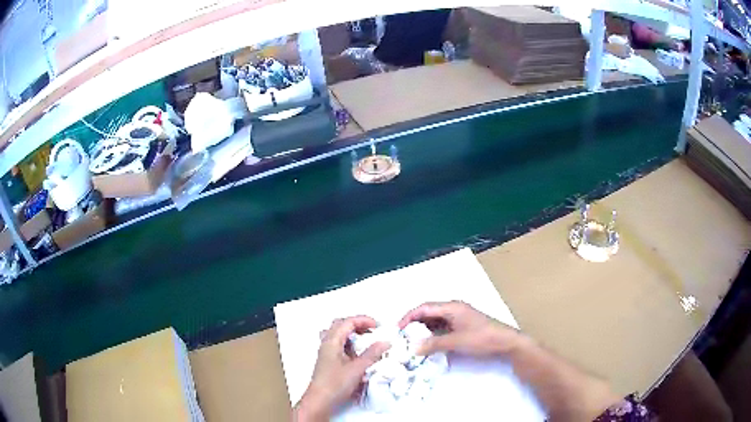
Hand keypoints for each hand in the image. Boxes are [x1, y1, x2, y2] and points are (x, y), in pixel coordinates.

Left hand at [294, 316, 389, 420]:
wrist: (320, 400)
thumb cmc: (336, 384)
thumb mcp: (358, 368)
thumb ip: (372, 354)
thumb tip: (385, 342)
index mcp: (332, 341)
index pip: (347, 322)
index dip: (363, 320)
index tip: (378, 326)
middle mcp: (326, 343)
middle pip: (341, 324)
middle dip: (357, 324)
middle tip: (372, 330)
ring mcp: (326, 352)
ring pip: (338, 334)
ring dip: (352, 333)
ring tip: (365, 340)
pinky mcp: (328, 360)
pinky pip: (338, 344)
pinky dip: (349, 343)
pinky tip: (357, 353)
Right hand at [398, 301, 526, 356]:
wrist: (505, 342)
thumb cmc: (482, 338)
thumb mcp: (456, 342)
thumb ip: (433, 344)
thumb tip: (412, 348)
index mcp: (452, 307)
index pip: (424, 307)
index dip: (409, 317)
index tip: (397, 329)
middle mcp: (454, 309)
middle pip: (428, 312)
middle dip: (414, 323)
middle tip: (402, 337)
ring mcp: (459, 317)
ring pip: (435, 321)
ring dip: (423, 329)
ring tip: (412, 341)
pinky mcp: (462, 326)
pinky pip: (442, 327)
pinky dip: (432, 334)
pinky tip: (428, 343)